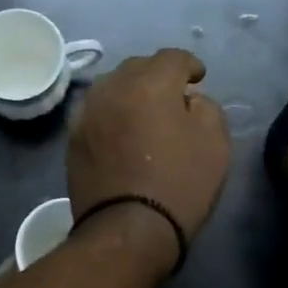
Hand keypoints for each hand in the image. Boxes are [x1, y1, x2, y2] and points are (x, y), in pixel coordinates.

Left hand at [67, 49, 230, 261]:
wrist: (127, 229)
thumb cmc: (179, 183)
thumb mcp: (215, 143)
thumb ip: (207, 108)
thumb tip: (189, 100)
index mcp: (149, 82)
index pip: (172, 57)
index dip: (190, 65)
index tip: (199, 80)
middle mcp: (112, 87)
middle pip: (138, 67)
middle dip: (157, 76)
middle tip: (173, 96)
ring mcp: (87, 112)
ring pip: (112, 87)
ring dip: (130, 92)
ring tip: (144, 112)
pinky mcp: (72, 138)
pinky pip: (97, 112)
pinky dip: (112, 114)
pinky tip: (121, 132)